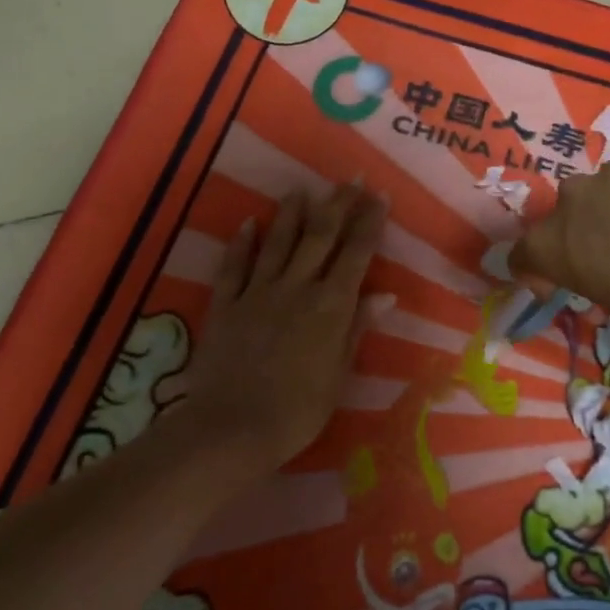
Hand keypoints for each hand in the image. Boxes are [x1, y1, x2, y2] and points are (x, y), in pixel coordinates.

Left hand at [182, 182, 391, 476]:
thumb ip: (356, 329)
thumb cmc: (297, 411)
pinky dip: (243, 242)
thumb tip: (384, 295)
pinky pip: (235, 266)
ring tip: (302, 189)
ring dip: (292, 214)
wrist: (232, 429)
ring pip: (279, 242)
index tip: (377, 196)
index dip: (368, 223)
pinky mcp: (226, 304)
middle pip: (320, 238)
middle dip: (338, 206)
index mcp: (330, 306)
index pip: (355, 255)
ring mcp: (258, 292)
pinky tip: (250, 222)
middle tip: (350, 180)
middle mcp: (297, 288)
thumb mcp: (338, 374)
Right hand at [509, 154, 609, 379]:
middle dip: (576, 236)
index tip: (553, 286)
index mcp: (556, 243)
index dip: (534, 273)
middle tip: (606, 259)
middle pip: (562, 215)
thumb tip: (605, 270)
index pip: (523, 254)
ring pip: (604, 191)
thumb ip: (596, 280)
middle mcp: (578, 199)